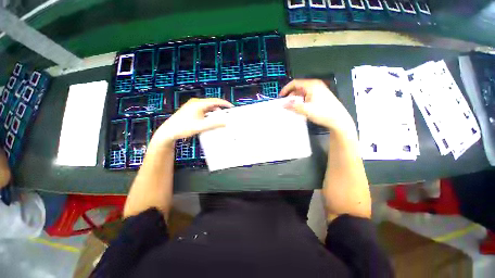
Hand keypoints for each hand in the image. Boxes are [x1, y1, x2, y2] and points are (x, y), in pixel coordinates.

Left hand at [152, 98, 232, 145]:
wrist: (169, 131)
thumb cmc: (183, 128)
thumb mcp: (201, 126)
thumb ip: (214, 124)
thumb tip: (225, 122)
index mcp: (198, 104)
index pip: (215, 101)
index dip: (224, 103)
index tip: (231, 107)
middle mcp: (195, 102)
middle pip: (211, 103)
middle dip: (220, 107)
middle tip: (227, 113)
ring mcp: (192, 105)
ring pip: (207, 106)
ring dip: (214, 111)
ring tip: (220, 117)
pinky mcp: (191, 109)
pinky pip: (203, 109)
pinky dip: (209, 113)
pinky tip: (211, 119)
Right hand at [280, 79, 354, 131]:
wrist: (338, 120)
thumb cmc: (324, 113)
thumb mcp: (306, 110)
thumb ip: (293, 106)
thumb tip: (283, 104)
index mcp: (312, 85)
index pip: (295, 83)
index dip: (286, 89)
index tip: (281, 96)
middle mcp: (315, 86)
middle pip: (298, 88)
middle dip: (291, 95)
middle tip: (286, 104)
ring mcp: (318, 91)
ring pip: (302, 93)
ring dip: (296, 99)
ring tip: (292, 107)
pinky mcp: (320, 96)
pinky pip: (307, 96)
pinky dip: (301, 101)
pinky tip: (300, 108)